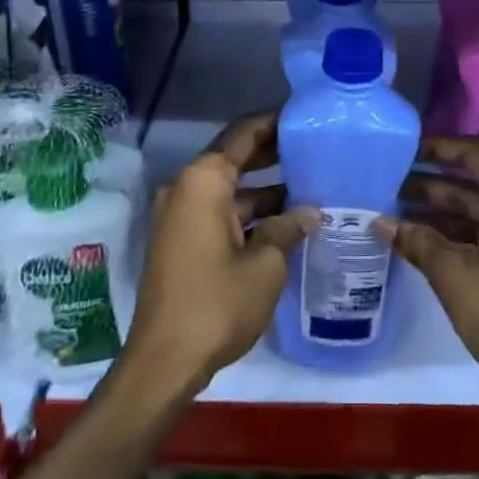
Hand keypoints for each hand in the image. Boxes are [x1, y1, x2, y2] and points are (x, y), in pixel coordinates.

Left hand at [123, 111, 312, 396]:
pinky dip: (249, 213)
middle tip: (315, 148)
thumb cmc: (217, 304)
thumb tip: (308, 213)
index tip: (304, 117)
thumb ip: (287, 229)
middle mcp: (188, 188)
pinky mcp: (182, 241)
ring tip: (310, 185)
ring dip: (265, 188)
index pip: (243, 134)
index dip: (274, 122)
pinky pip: (220, 212)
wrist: (164, 362)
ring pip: (230, 189)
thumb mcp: (265, 265)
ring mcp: (182, 216)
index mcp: (204, 181)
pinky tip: (285, 222)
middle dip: (273, 153)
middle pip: (234, 157)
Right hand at [377, 136, 478, 402]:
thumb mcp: (453, 274)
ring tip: (398, 214)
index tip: (405, 151)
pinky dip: (462, 235)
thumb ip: (417, 241)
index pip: (475, 155)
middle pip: (478, 183)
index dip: (438, 150)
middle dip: (434, 185)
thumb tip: (379, 223)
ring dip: (445, 213)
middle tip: (391, 185)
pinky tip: (426, 244)